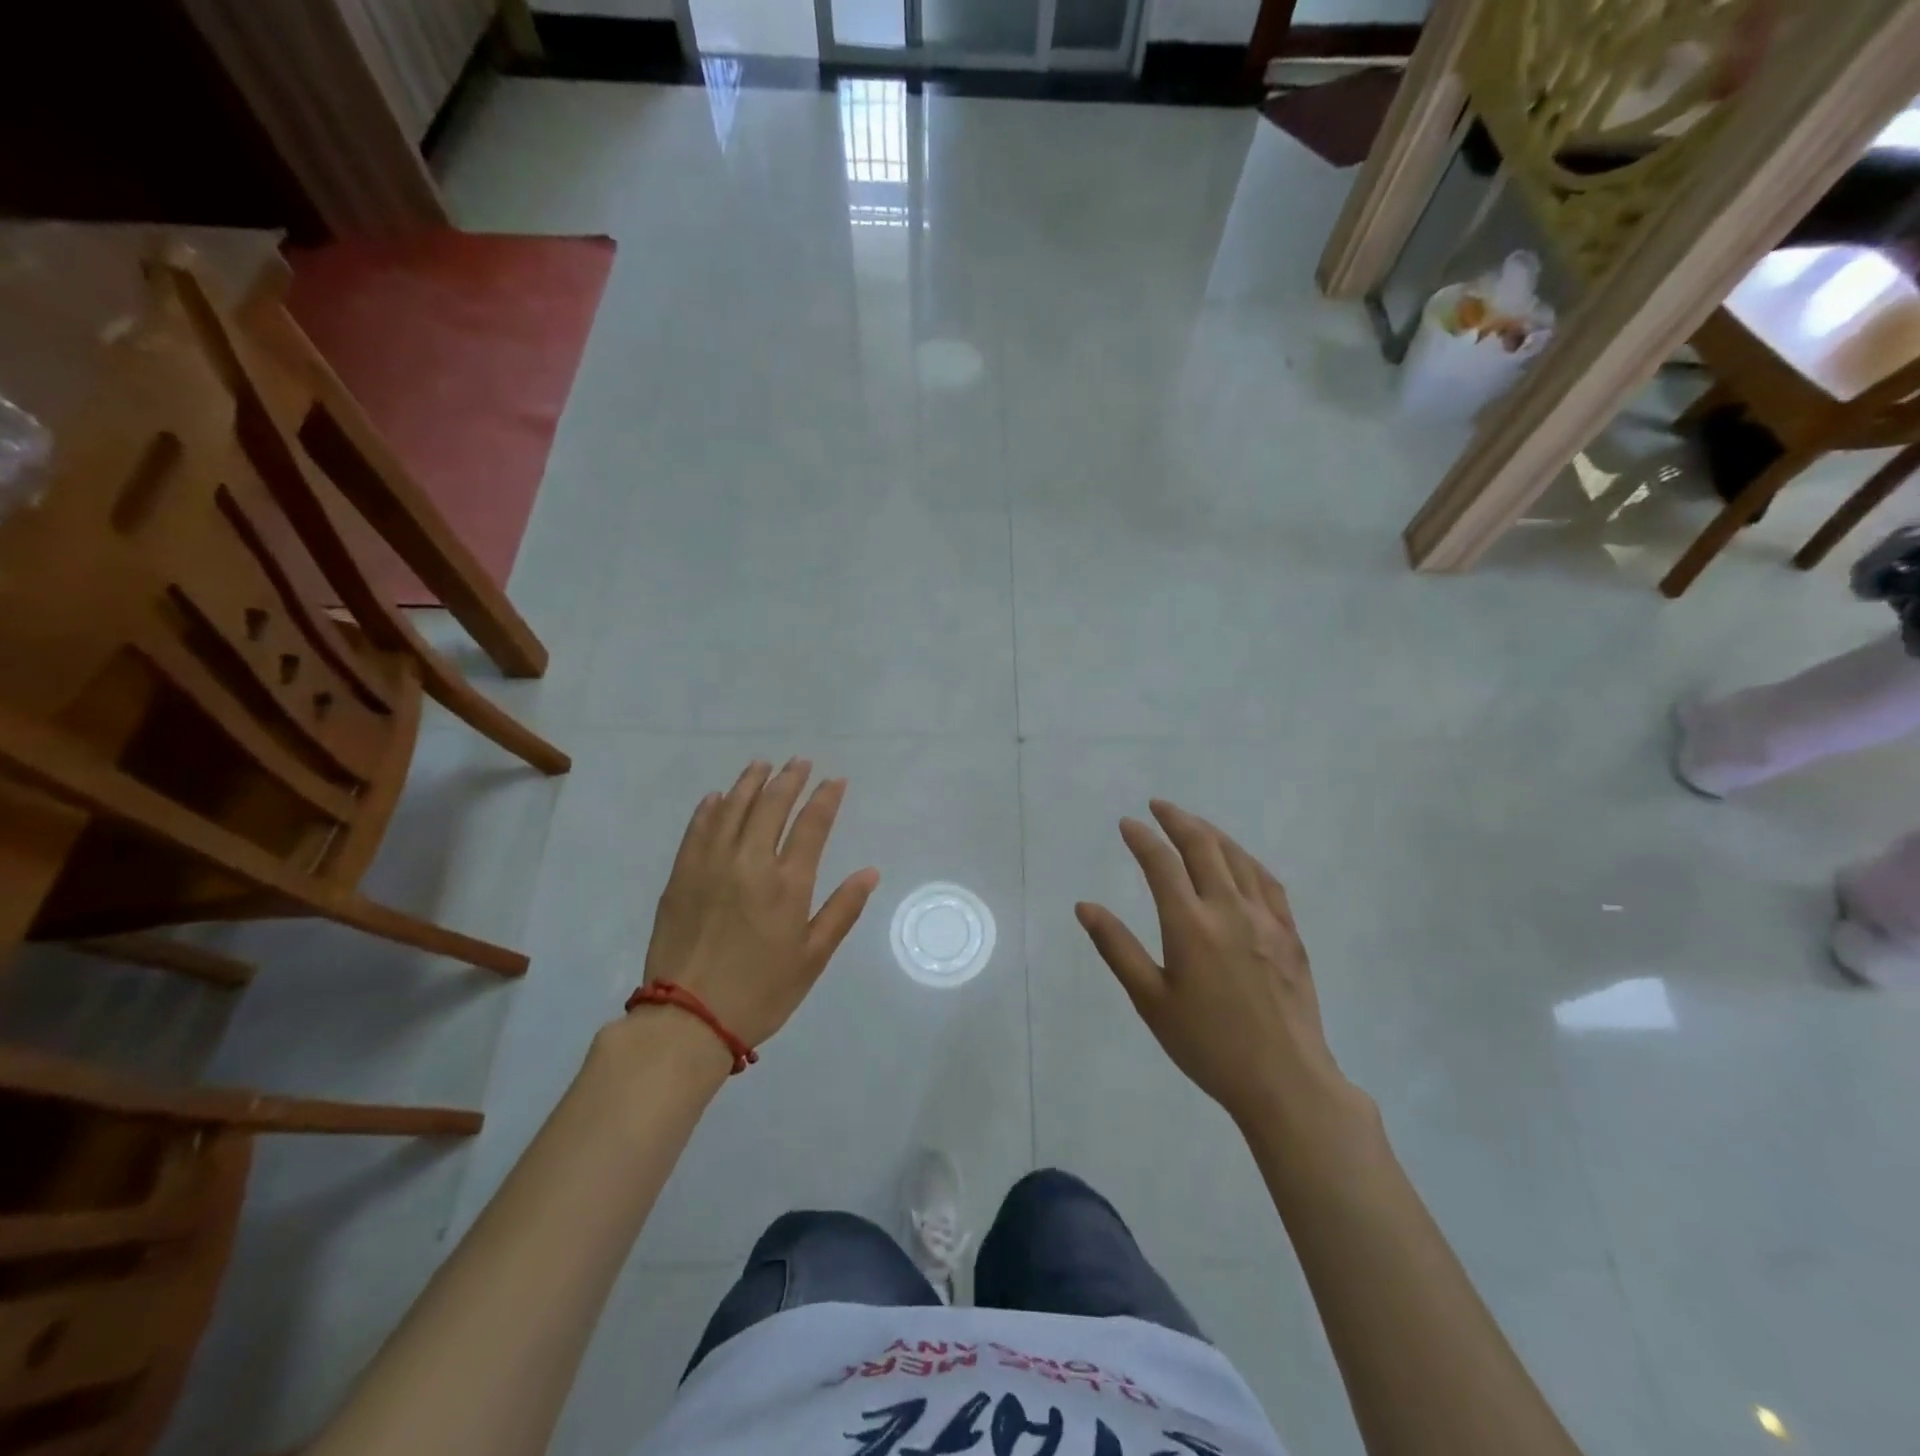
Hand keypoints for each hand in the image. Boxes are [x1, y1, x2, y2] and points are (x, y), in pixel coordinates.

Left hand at [642, 759, 879, 1050]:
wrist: (687, 1019)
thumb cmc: (761, 992)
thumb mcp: (812, 958)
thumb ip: (842, 910)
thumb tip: (870, 872)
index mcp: (788, 883)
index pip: (812, 825)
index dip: (826, 798)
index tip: (835, 780)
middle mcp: (750, 863)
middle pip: (771, 806)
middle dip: (789, 779)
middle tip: (799, 762)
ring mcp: (710, 865)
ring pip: (733, 809)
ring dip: (750, 783)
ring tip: (762, 765)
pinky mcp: (681, 876)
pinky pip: (697, 830)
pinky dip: (710, 808)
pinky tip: (717, 797)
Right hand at [1075, 800, 1349, 1128]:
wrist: (1285, 1081)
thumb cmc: (1208, 1045)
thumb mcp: (1151, 1000)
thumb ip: (1117, 948)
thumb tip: (1085, 907)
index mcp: (1190, 926)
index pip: (1161, 864)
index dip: (1143, 838)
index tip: (1128, 823)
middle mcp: (1229, 910)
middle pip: (1203, 848)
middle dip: (1178, 820)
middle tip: (1159, 806)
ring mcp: (1265, 919)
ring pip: (1237, 858)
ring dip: (1212, 833)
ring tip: (1193, 824)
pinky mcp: (1290, 934)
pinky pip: (1267, 881)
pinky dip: (1246, 860)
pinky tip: (1239, 859)